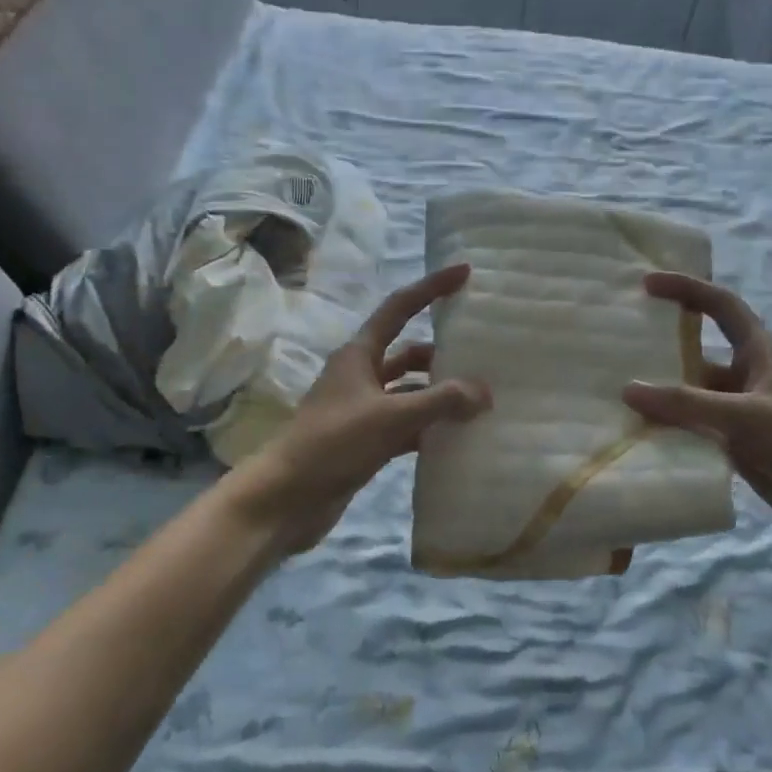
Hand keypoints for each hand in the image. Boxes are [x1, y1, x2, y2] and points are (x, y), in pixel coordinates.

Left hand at [234, 264, 491, 553]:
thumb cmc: (333, 444)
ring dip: (438, 395)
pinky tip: (457, 438)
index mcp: (359, 355)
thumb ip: (441, 401)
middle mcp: (360, 376)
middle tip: (484, 356)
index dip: (431, 288)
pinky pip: (406, 426)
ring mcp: (363, 411)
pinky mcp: (366, 442)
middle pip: (408, 352)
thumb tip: (485, 392)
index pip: (400, 308)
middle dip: (442, 353)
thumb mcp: (391, 417)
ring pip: (409, 393)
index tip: (465, 273)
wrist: (287, 498)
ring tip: (480, 401)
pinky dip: (429, 428)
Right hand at [622, 273, 771, 553]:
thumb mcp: (746, 416)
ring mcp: (740, 413)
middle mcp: (747, 377)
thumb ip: (687, 404)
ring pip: (692, 396)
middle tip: (615, 346)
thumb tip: (628, 390)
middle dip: (661, 348)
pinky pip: (694, 430)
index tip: (647, 284)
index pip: (721, 306)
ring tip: (613, 394)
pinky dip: (669, 430)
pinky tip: (637, 436)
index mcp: (760, 353)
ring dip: (661, 396)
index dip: (687, 289)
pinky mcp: (736, 446)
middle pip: (698, 353)